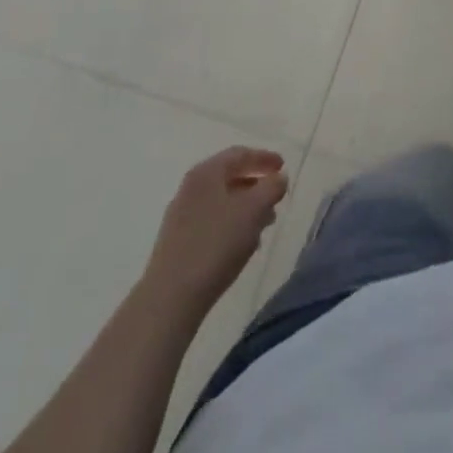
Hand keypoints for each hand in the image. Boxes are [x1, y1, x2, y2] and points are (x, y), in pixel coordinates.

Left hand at [146, 147, 287, 313]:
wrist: (170, 298)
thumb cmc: (216, 244)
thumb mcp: (254, 210)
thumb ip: (272, 187)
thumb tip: (279, 178)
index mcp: (206, 172)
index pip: (240, 154)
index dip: (264, 158)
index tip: (282, 167)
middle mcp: (191, 188)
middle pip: (229, 177)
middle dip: (256, 185)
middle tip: (276, 196)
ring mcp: (180, 216)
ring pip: (221, 202)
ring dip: (245, 208)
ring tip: (264, 224)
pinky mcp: (177, 243)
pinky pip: (211, 223)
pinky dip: (231, 226)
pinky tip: (242, 245)